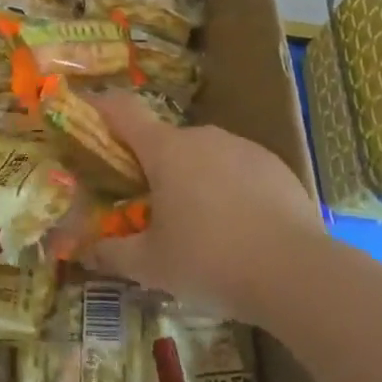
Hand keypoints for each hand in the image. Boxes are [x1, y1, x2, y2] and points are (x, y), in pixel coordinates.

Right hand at [84, 94, 323, 325]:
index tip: (87, 110)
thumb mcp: (152, 266)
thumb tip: (83, 252)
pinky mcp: (275, 165)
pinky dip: (229, 187)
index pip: (123, 111)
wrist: (298, 274)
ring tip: (199, 223)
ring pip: (204, 154)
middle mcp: (202, 137)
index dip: (101, 107)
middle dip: (152, 164)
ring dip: (192, 177)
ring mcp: (242, 147)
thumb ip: (112, 254)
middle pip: (165, 140)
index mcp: (165, 150)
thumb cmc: (211, 261)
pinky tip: (239, 226)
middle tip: (149, 202)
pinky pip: (238, 168)